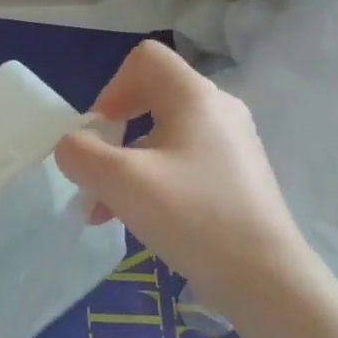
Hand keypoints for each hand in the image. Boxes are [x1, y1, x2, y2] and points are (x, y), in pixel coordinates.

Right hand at [54, 40, 312, 320]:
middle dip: (112, 135)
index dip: (111, 88)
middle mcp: (218, 110)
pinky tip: (133, 221)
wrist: (265, 278)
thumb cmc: (192, 217)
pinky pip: (182, 164)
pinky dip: (152, 182)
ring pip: (162, 138)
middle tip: (96, 173)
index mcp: (195, 96)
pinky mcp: (235, 177)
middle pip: (150, 99)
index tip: (99, 133)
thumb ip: (81, 154)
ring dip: (125, 167)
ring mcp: (231, 145)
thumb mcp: (121, 181)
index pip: (145, 59)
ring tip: (102, 211)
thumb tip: (72, 147)